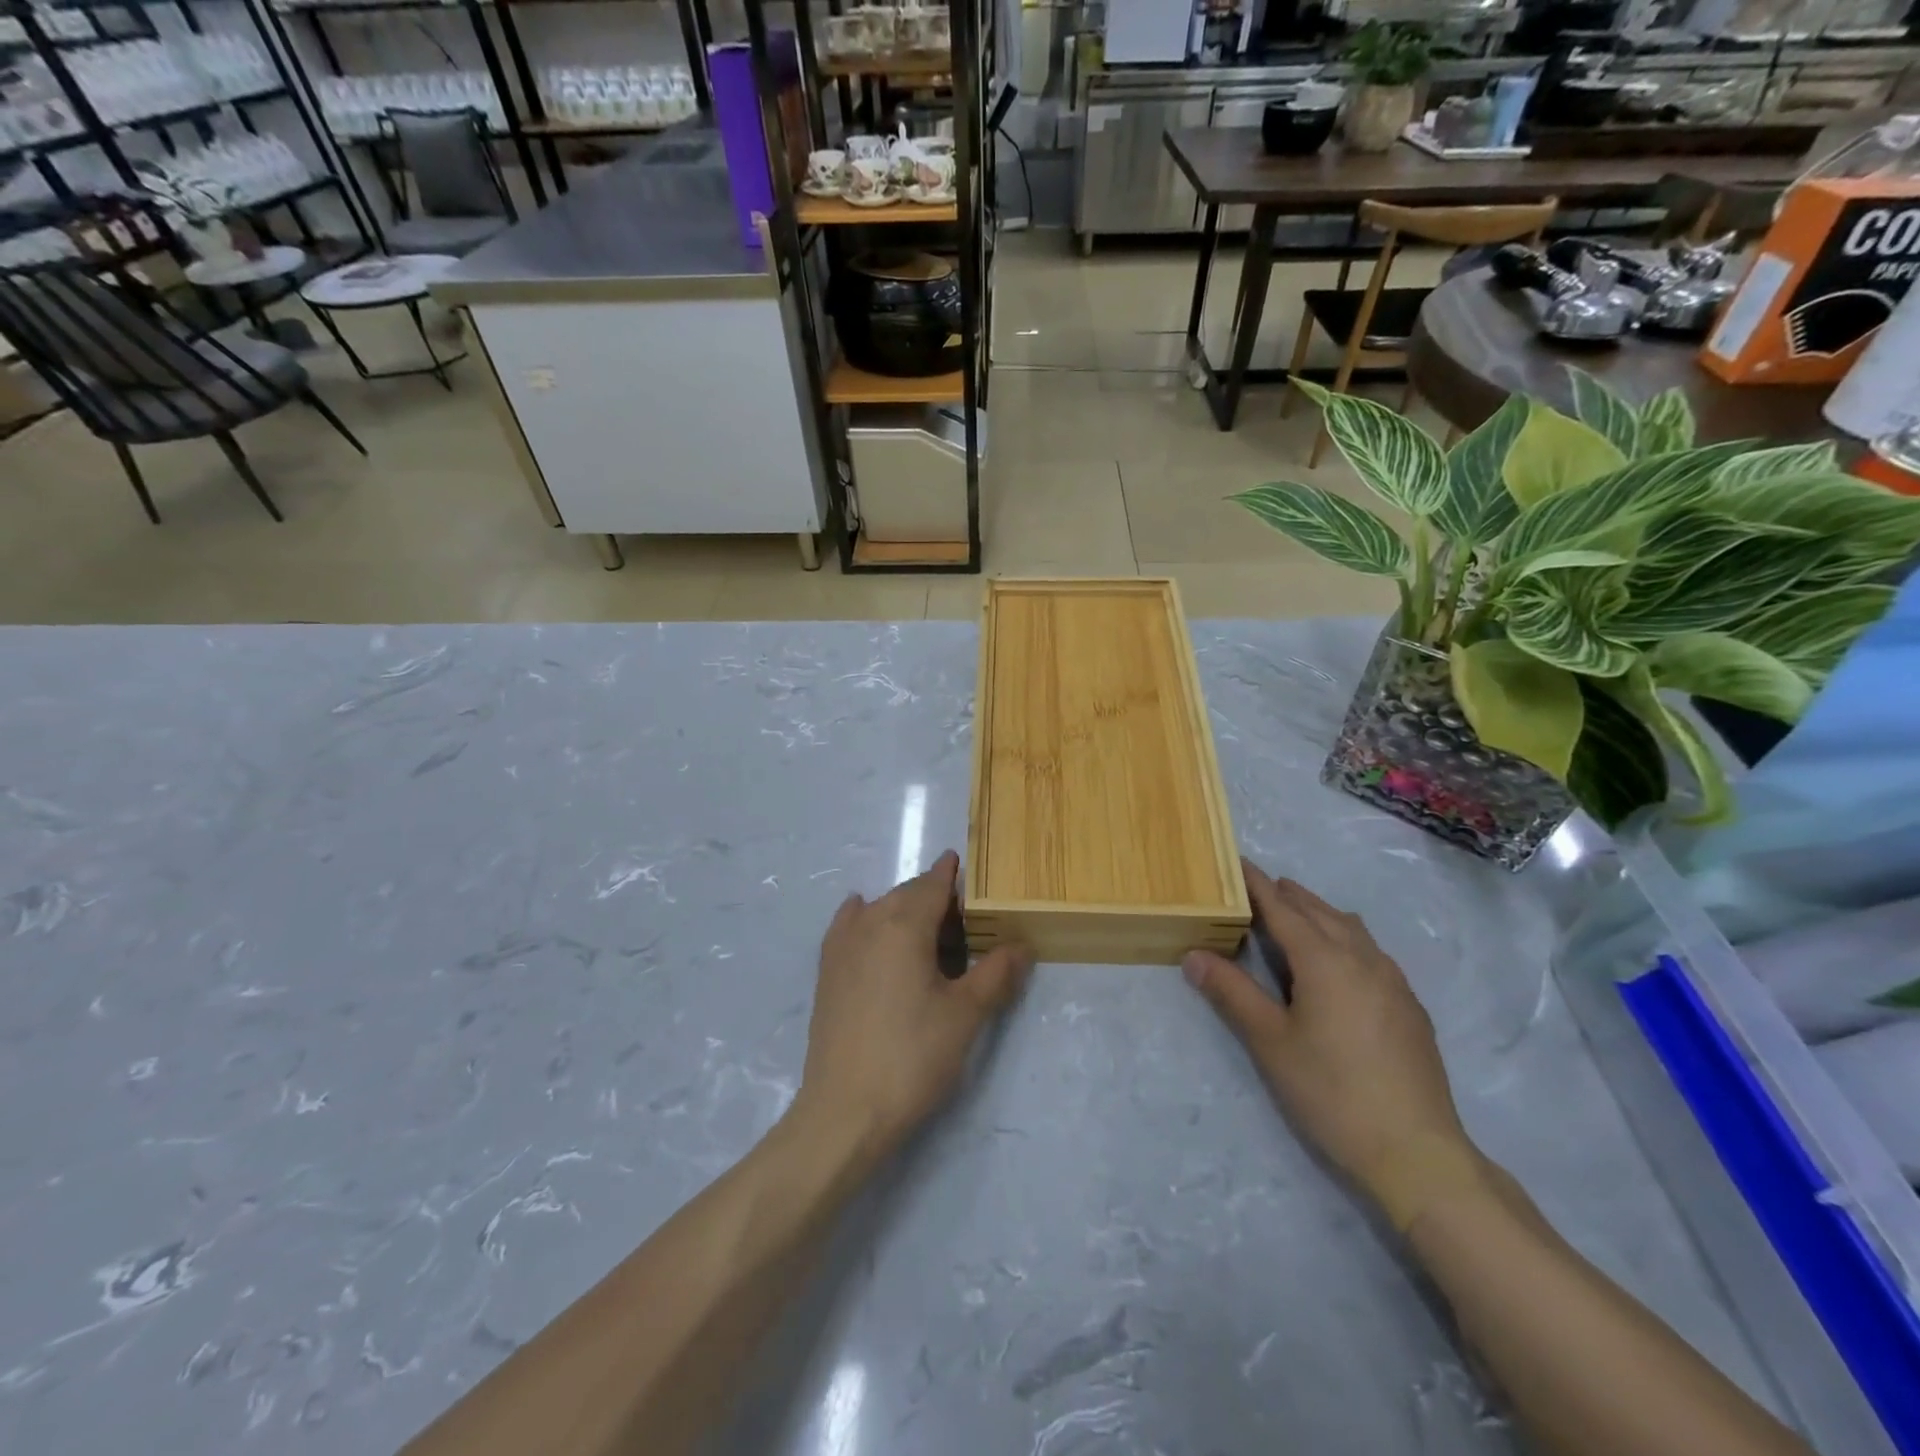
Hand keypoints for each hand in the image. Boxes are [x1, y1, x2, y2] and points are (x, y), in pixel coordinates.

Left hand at [791, 851, 1031, 1161]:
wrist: (844, 1110)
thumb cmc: (912, 1057)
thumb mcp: (965, 1015)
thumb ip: (996, 973)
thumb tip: (1022, 945)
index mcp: (904, 924)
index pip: (933, 884)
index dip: (952, 873)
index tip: (969, 866)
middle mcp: (869, 922)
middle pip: (906, 894)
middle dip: (934, 896)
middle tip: (965, 918)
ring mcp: (842, 945)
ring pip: (879, 908)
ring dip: (904, 908)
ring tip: (929, 931)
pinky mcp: (827, 970)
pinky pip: (849, 924)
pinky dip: (865, 916)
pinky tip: (866, 916)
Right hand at [1183, 860, 1484, 1228]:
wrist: (1416, 1151)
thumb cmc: (1331, 1091)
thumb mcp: (1269, 1041)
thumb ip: (1231, 992)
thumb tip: (1192, 954)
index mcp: (1324, 960)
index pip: (1283, 908)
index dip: (1257, 884)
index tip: (1237, 862)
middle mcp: (1362, 958)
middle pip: (1319, 911)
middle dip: (1287, 895)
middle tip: (1257, 888)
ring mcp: (1393, 981)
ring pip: (1350, 928)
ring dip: (1319, 913)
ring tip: (1295, 916)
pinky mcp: (1409, 1005)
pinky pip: (1371, 951)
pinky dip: (1344, 938)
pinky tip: (1338, 963)